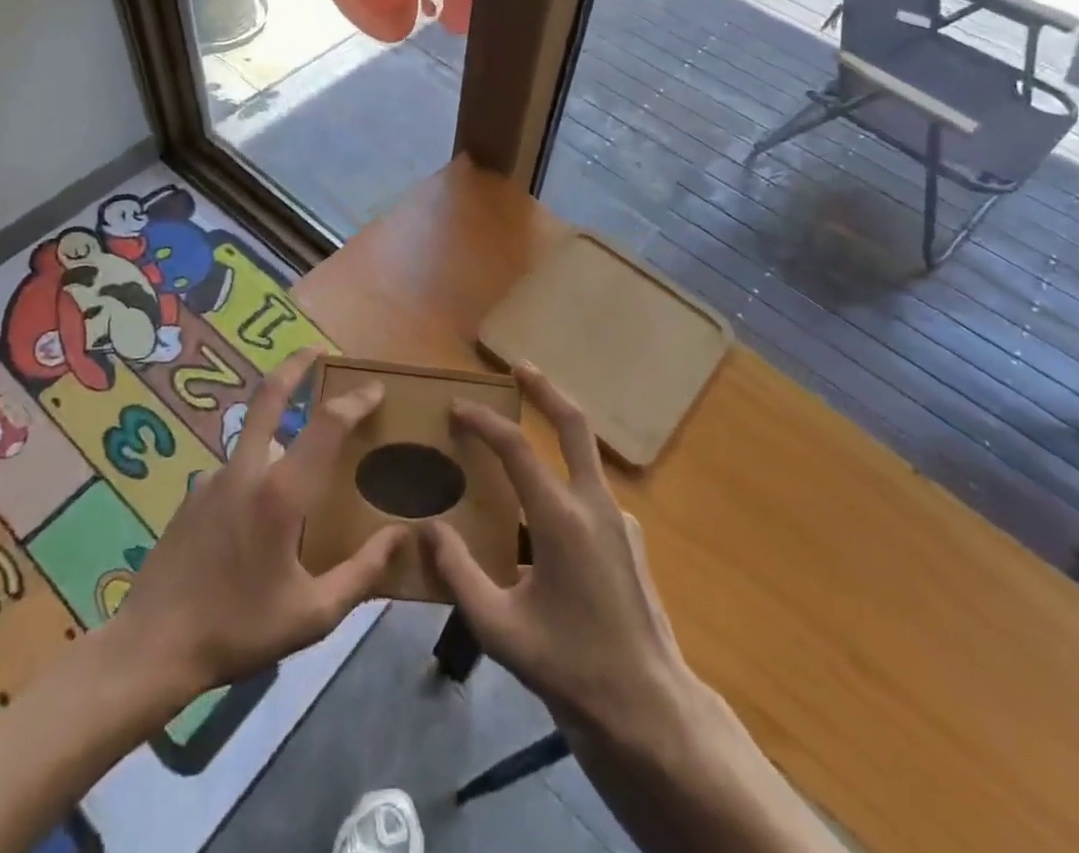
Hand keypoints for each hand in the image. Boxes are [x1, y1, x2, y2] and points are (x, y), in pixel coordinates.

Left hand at [116, 348, 408, 695]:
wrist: (151, 648)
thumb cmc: (239, 630)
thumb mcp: (312, 615)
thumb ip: (362, 573)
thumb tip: (401, 536)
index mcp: (281, 493)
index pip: (326, 425)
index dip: (354, 401)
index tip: (375, 389)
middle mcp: (246, 470)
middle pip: (270, 395)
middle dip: (296, 365)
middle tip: (317, 350)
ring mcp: (213, 478)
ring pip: (255, 438)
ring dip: (280, 431)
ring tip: (303, 461)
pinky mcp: (193, 495)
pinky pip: (237, 470)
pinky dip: (258, 472)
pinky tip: (261, 516)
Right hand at [422, 364, 694, 743]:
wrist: (650, 710)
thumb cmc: (570, 667)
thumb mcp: (500, 629)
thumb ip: (458, 574)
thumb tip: (428, 530)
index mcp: (561, 519)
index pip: (517, 449)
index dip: (484, 422)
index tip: (457, 408)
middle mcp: (595, 505)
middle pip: (574, 425)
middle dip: (545, 390)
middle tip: (518, 368)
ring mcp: (620, 520)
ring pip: (585, 457)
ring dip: (555, 434)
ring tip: (519, 443)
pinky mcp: (630, 540)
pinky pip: (591, 494)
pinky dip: (564, 482)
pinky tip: (542, 516)